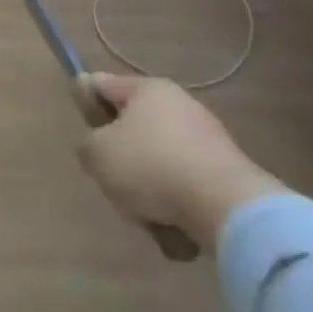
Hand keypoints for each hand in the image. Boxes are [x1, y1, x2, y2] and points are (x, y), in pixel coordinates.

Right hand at [75, 74, 286, 254]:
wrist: (228, 209)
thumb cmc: (151, 167)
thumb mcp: (97, 153)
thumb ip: (86, 143)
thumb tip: (98, 145)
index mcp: (148, 89)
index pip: (102, 84)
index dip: (85, 102)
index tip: (83, 131)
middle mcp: (179, 105)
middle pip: (131, 128)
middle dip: (120, 158)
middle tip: (113, 180)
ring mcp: (207, 139)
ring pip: (157, 162)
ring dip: (147, 189)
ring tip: (146, 215)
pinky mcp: (227, 174)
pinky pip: (185, 187)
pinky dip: (175, 206)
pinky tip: (173, 227)